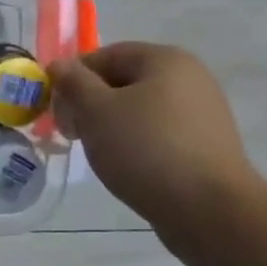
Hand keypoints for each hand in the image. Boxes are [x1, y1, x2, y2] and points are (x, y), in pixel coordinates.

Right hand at [50, 42, 260, 231]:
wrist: (209, 210)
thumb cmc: (145, 149)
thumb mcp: (95, 110)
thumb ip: (73, 82)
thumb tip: (60, 65)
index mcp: (165, 59)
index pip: (104, 55)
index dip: (73, 78)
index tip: (57, 109)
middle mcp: (189, 78)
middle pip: (122, 81)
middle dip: (90, 104)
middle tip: (72, 133)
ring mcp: (202, 112)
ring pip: (138, 109)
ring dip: (110, 125)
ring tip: (98, 153)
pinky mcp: (206, 145)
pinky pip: (158, 133)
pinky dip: (136, 143)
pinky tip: (126, 166)